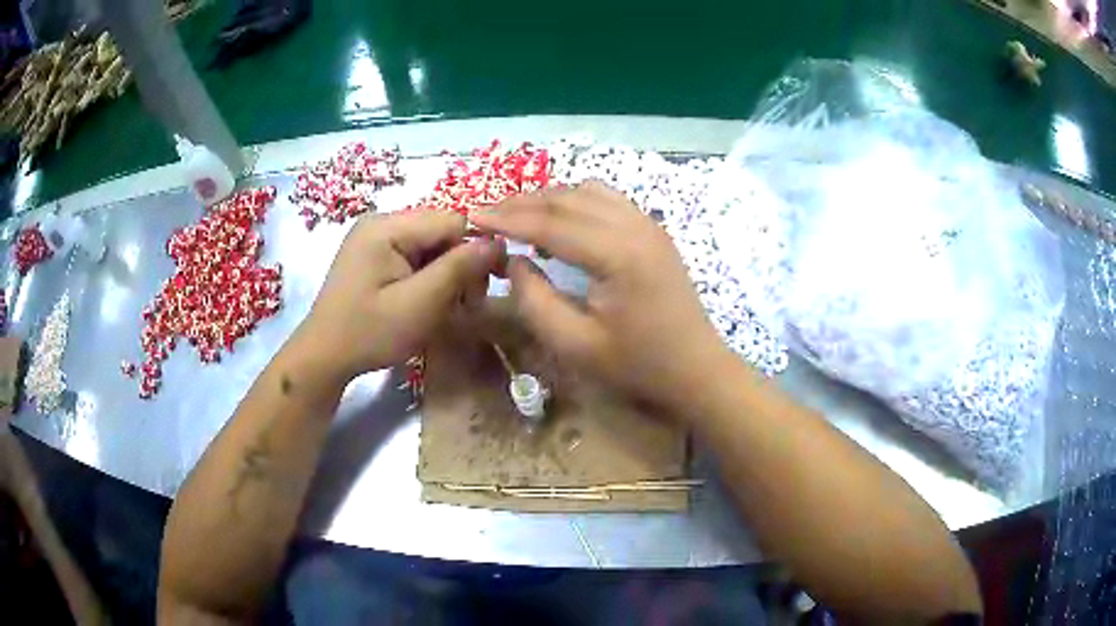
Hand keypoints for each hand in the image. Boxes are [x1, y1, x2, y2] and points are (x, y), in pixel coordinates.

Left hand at [297, 211, 502, 381]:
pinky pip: (414, 256)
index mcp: (387, 226)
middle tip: (466, 305)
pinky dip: (428, 278)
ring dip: (446, 274)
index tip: (485, 288)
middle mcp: (381, 222)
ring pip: (431, 245)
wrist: (324, 356)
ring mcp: (375, 238)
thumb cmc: (369, 333)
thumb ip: (459, 269)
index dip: (476, 249)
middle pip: (441, 231)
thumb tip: (498, 242)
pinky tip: (427, 302)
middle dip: (460, 265)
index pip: (452, 220)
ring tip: (446, 307)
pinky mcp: (374, 255)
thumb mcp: (419, 304)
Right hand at [471, 182, 733, 418]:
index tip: (471, 215)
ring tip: (517, 215)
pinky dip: (575, 201)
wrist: (697, 368)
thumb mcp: (576, 345)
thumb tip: (514, 260)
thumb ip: (535, 301)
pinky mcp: (653, 230)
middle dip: (522, 202)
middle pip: (568, 198)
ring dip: (549, 197)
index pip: (550, 223)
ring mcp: (648, 224)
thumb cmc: (638, 365)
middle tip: (486, 212)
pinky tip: (559, 221)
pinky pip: (607, 199)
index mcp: (617, 254)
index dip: (507, 218)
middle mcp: (634, 226)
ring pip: (588, 191)